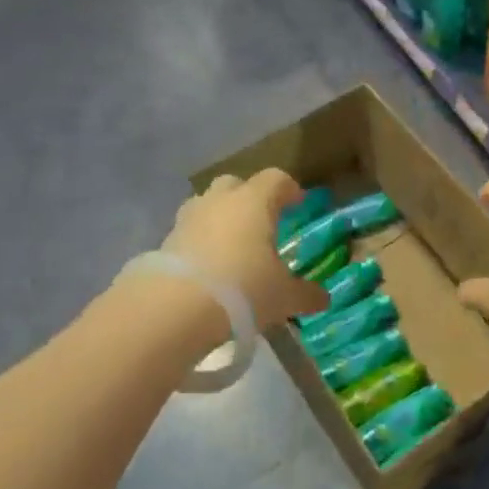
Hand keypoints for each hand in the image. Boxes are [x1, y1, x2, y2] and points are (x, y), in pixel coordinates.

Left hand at [161, 170, 329, 326]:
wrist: (173, 308)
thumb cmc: (243, 289)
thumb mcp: (283, 297)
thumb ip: (306, 294)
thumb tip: (324, 298)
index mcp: (254, 201)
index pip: (276, 179)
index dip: (289, 189)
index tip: (298, 203)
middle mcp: (220, 201)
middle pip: (235, 184)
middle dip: (248, 197)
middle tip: (261, 221)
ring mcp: (188, 218)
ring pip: (207, 205)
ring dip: (219, 218)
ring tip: (231, 246)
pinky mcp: (165, 241)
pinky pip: (188, 232)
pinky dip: (199, 243)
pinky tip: (208, 268)